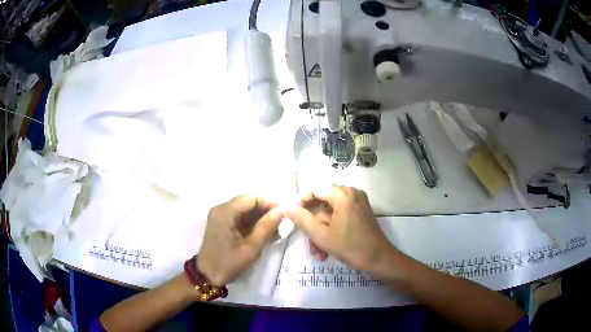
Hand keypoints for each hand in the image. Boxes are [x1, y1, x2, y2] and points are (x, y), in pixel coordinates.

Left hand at [197, 195, 282, 285]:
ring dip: (260, 216)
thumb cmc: (229, 263)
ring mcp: (219, 215)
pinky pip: (239, 216)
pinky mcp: (221, 223)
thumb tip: (281, 211)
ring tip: (274, 229)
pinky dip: (252, 222)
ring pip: (245, 209)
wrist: (208, 276)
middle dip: (265, 210)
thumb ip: (266, 227)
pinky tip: (262, 232)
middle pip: (247, 201)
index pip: (251, 198)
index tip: (283, 215)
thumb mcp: (251, 248)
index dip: (269, 203)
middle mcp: (221, 209)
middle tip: (280, 223)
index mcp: (225, 212)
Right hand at [287, 186, 396, 274]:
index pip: (315, 189)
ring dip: (321, 231)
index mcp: (343, 194)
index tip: (294, 217)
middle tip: (306, 239)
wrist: (379, 259)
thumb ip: (302, 219)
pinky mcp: (361, 212)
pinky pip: (340, 216)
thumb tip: (287, 207)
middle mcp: (351, 193)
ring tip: (317, 251)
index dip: (302, 202)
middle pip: (323, 202)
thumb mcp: (321, 235)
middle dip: (313, 223)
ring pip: (330, 213)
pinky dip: (332, 230)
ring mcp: (358, 202)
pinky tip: (326, 249)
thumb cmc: (350, 247)